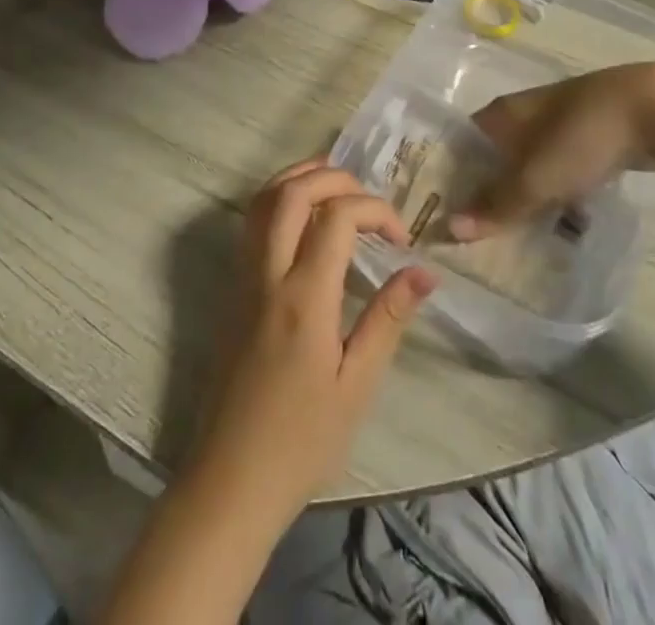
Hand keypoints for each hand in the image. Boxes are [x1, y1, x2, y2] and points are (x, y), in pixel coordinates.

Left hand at [188, 161, 435, 523]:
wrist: (230, 479)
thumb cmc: (302, 440)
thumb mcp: (357, 385)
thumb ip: (388, 318)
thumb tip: (424, 270)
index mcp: (304, 297)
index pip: (337, 217)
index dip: (375, 210)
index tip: (401, 238)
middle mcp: (268, 273)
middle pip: (293, 191)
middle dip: (335, 176)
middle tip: (369, 199)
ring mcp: (243, 276)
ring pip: (264, 199)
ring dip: (301, 177)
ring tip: (339, 188)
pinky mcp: (232, 287)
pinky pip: (253, 222)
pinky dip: (280, 199)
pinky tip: (304, 218)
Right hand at [451, 65, 654, 241]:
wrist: (652, 109)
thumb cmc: (580, 138)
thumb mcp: (534, 179)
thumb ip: (496, 207)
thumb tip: (448, 229)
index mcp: (501, 114)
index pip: (461, 145)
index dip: (450, 177)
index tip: (444, 212)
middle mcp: (523, 114)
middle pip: (494, 157)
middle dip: (489, 192)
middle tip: (480, 234)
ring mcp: (558, 123)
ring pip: (529, 164)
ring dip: (524, 195)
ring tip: (518, 235)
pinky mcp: (588, 136)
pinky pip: (560, 168)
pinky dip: (556, 191)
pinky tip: (563, 219)